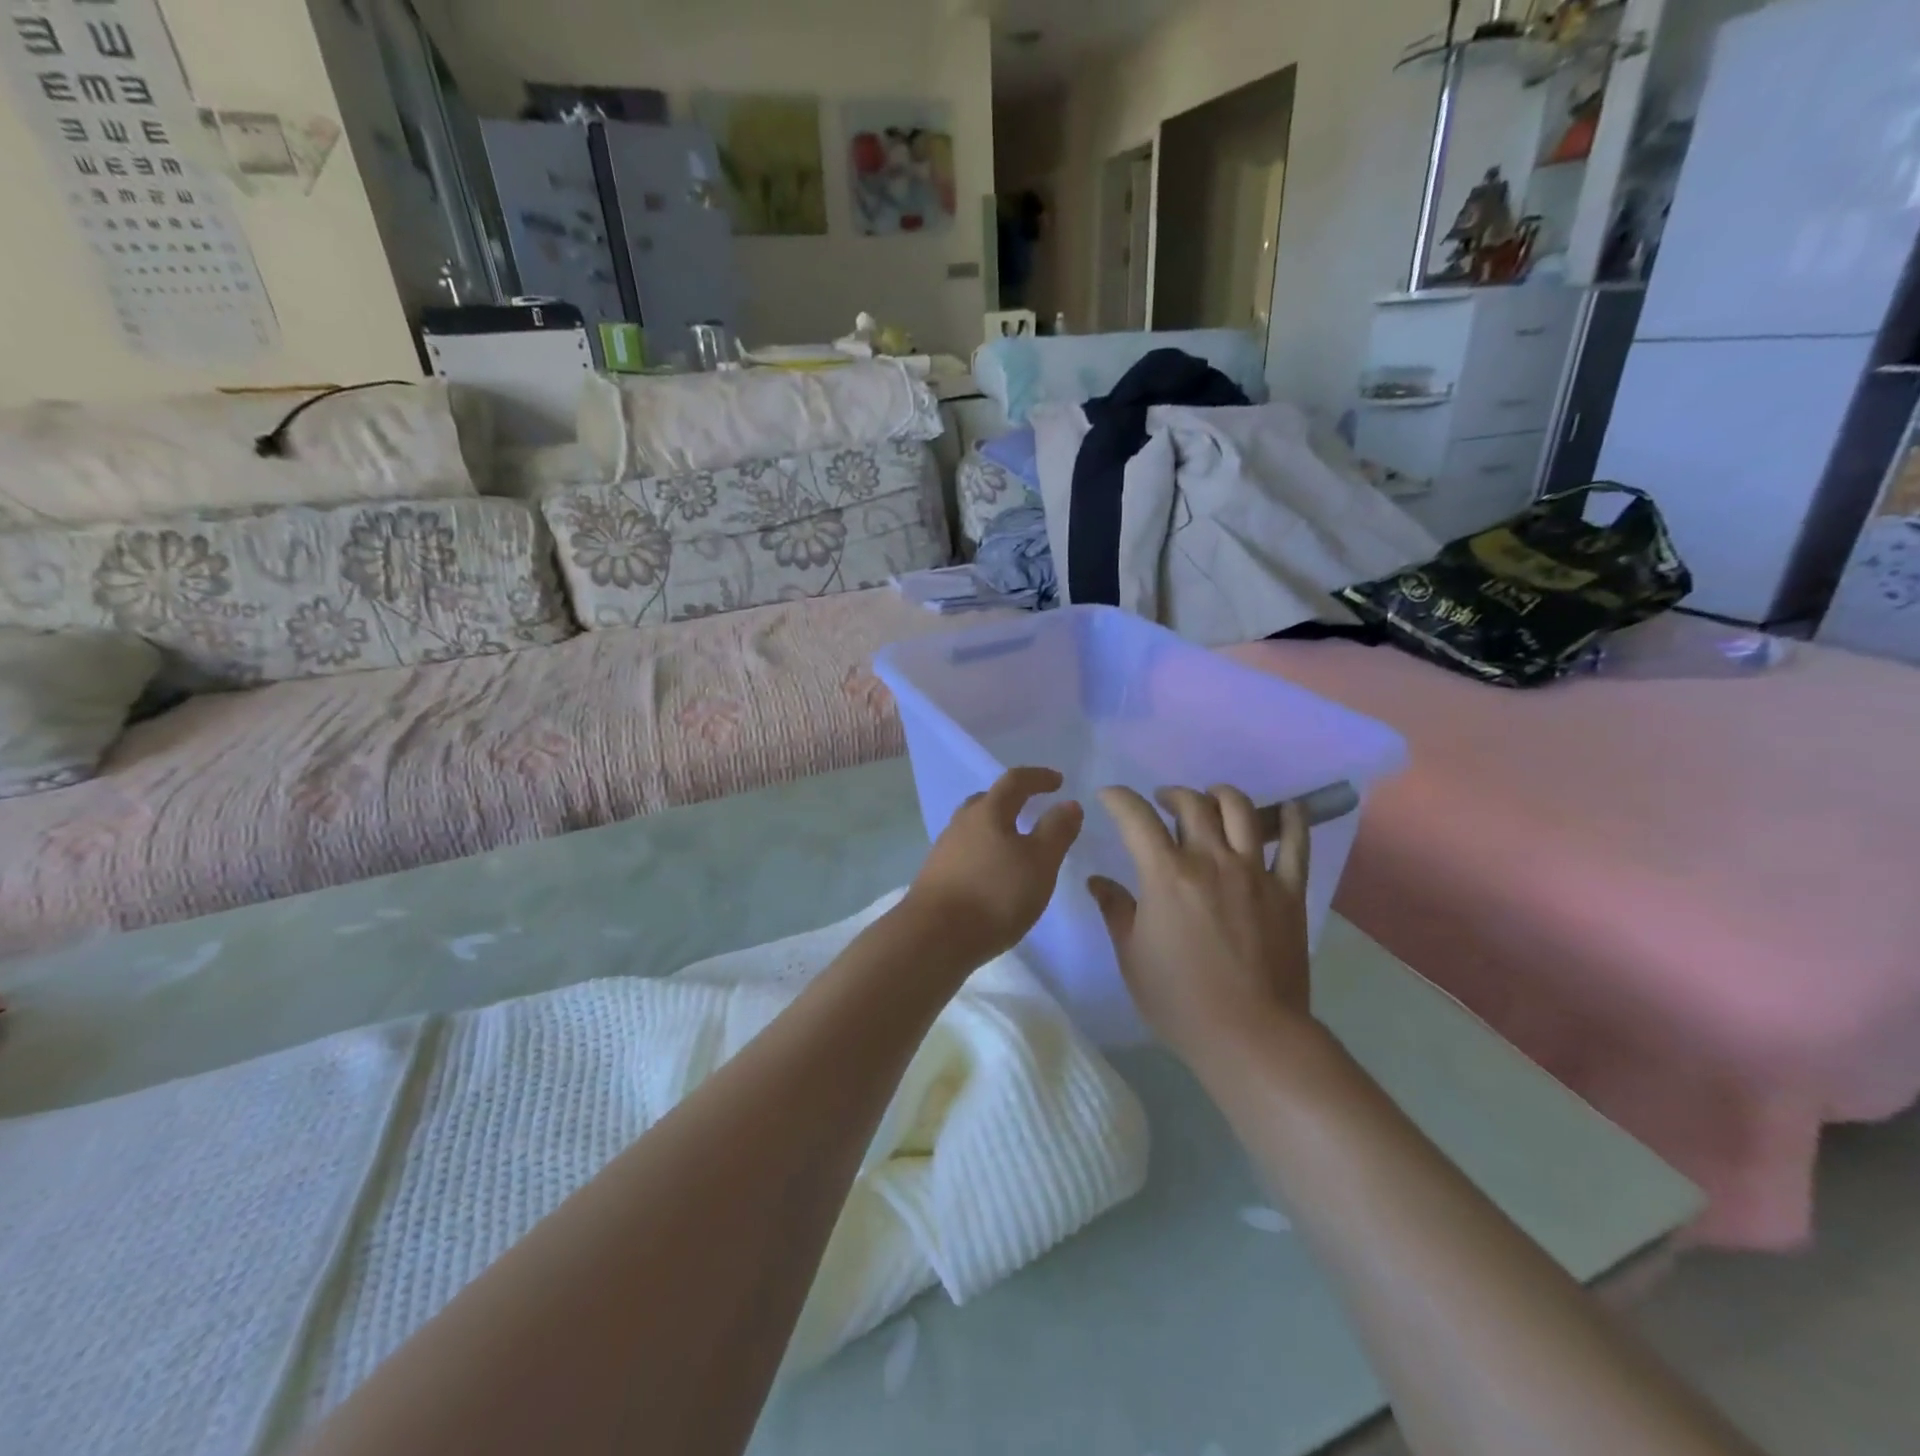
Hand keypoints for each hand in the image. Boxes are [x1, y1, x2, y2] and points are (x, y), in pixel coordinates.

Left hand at [903, 767, 1083, 965]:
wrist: (933, 937)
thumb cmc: (994, 894)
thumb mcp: (1040, 863)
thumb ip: (1057, 831)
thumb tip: (1068, 803)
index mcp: (988, 812)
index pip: (1015, 781)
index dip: (1038, 777)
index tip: (1058, 781)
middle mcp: (961, 823)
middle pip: (987, 801)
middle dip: (1011, 800)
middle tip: (1031, 808)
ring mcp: (944, 850)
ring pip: (973, 828)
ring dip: (995, 828)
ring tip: (1014, 845)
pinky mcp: (935, 876)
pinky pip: (965, 852)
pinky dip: (983, 853)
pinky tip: (992, 874)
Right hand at [1088, 785, 1314, 1062]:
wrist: (1250, 1036)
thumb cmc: (1179, 1000)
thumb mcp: (1132, 956)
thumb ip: (1116, 910)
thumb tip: (1098, 881)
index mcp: (1166, 874)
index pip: (1136, 818)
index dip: (1119, 799)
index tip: (1109, 796)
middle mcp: (1210, 860)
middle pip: (1192, 804)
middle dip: (1171, 794)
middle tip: (1162, 804)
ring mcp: (1254, 872)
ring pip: (1240, 810)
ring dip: (1220, 795)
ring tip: (1211, 801)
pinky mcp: (1288, 890)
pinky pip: (1296, 843)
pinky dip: (1292, 818)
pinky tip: (1288, 808)